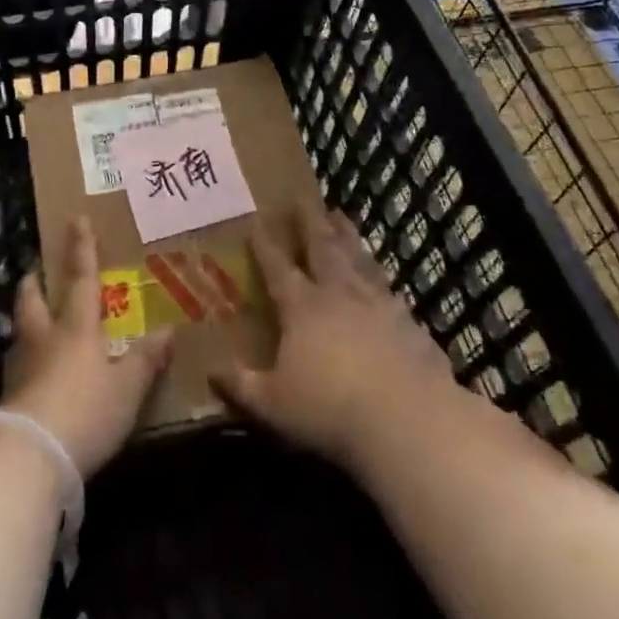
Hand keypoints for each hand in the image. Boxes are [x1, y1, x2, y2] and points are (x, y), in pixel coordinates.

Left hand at [1, 217, 171, 475]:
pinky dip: (27, 360)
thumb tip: (168, 331)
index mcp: (76, 328)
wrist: (29, 456)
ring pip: (21, 332)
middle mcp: (45, 339)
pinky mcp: (10, 398)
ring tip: (34, 320)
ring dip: (26, 320)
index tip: (76, 219)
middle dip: (34, 284)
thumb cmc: (86, 411)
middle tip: (34, 273)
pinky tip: (34, 373)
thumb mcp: (127, 389)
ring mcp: (22, 368)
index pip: (81, 280)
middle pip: (33, 302)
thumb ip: (146, 360)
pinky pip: (19, 367)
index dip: (81, 249)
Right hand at [214, 212, 456, 471]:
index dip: (265, 245)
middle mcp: (339, 295)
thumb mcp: (273, 405)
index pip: (277, 268)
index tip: (255, 221)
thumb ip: (241, 386)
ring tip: (342, 217)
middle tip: (304, 197)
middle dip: (310, 222)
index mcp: (302, 307)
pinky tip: (382, 278)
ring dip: (348, 236)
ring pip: (358, 259)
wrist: (409, 421)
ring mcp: (378, 305)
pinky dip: (379, 275)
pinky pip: (389, 289)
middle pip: (323, 248)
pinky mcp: (408, 323)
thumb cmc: (330, 410)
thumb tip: (210, 372)